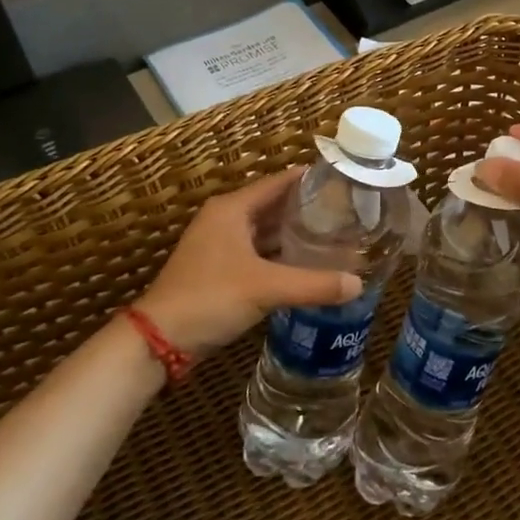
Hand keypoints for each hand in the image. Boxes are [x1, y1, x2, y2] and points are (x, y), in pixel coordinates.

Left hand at [131, 169, 361, 354]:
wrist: (160, 339)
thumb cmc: (211, 298)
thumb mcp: (267, 288)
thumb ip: (315, 284)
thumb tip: (359, 284)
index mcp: (232, 209)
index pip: (278, 182)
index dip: (309, 179)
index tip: (342, 180)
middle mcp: (225, 219)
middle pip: (273, 205)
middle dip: (306, 208)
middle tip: (346, 210)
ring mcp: (220, 245)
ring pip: (265, 231)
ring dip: (294, 233)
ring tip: (333, 234)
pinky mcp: (220, 270)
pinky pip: (258, 252)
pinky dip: (281, 255)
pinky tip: (307, 263)